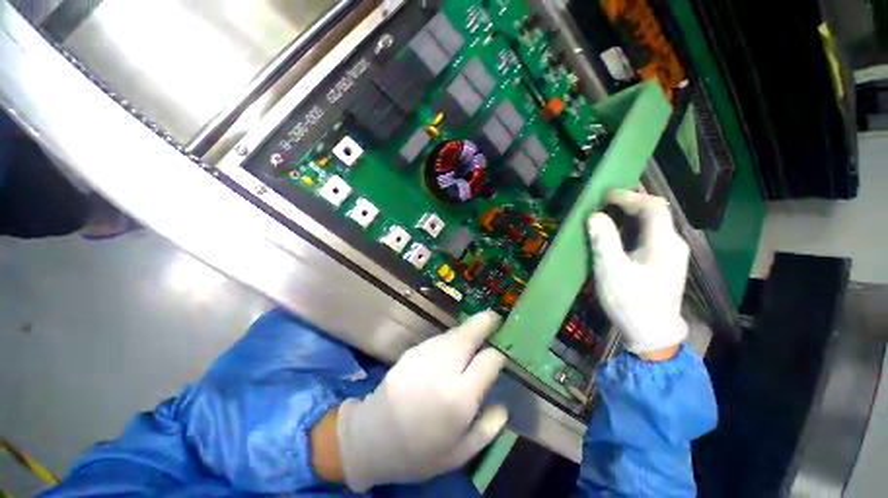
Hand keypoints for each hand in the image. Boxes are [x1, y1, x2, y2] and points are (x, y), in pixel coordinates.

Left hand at [334, 311, 507, 490]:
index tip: (499, 360)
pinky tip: (451, 346)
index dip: (498, 357)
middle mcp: (444, 369)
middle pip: (469, 335)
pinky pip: (438, 339)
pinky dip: (450, 338)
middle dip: (484, 323)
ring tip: (475, 332)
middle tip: (493, 318)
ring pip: (453, 333)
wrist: (373, 438)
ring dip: (467, 330)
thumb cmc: (419, 452)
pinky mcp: (412, 351)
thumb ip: (488, 429)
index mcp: (460, 397)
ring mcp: (425, 356)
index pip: (489, 361)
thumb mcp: (460, 453)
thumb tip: (503, 406)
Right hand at [587, 190, 688, 356]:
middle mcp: (674, 243)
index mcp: (664, 244)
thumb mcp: (612, 272)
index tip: (604, 196)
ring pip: (653, 223)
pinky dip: (633, 226)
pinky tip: (619, 231)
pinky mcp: (665, 261)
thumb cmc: (631, 303)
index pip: (653, 207)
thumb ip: (604, 241)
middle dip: (629, 202)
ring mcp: (672, 253)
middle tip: (602, 203)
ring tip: (606, 212)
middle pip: (655, 212)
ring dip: (630, 214)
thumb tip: (594, 215)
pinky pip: (650, 234)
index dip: (629, 197)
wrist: (651, 333)